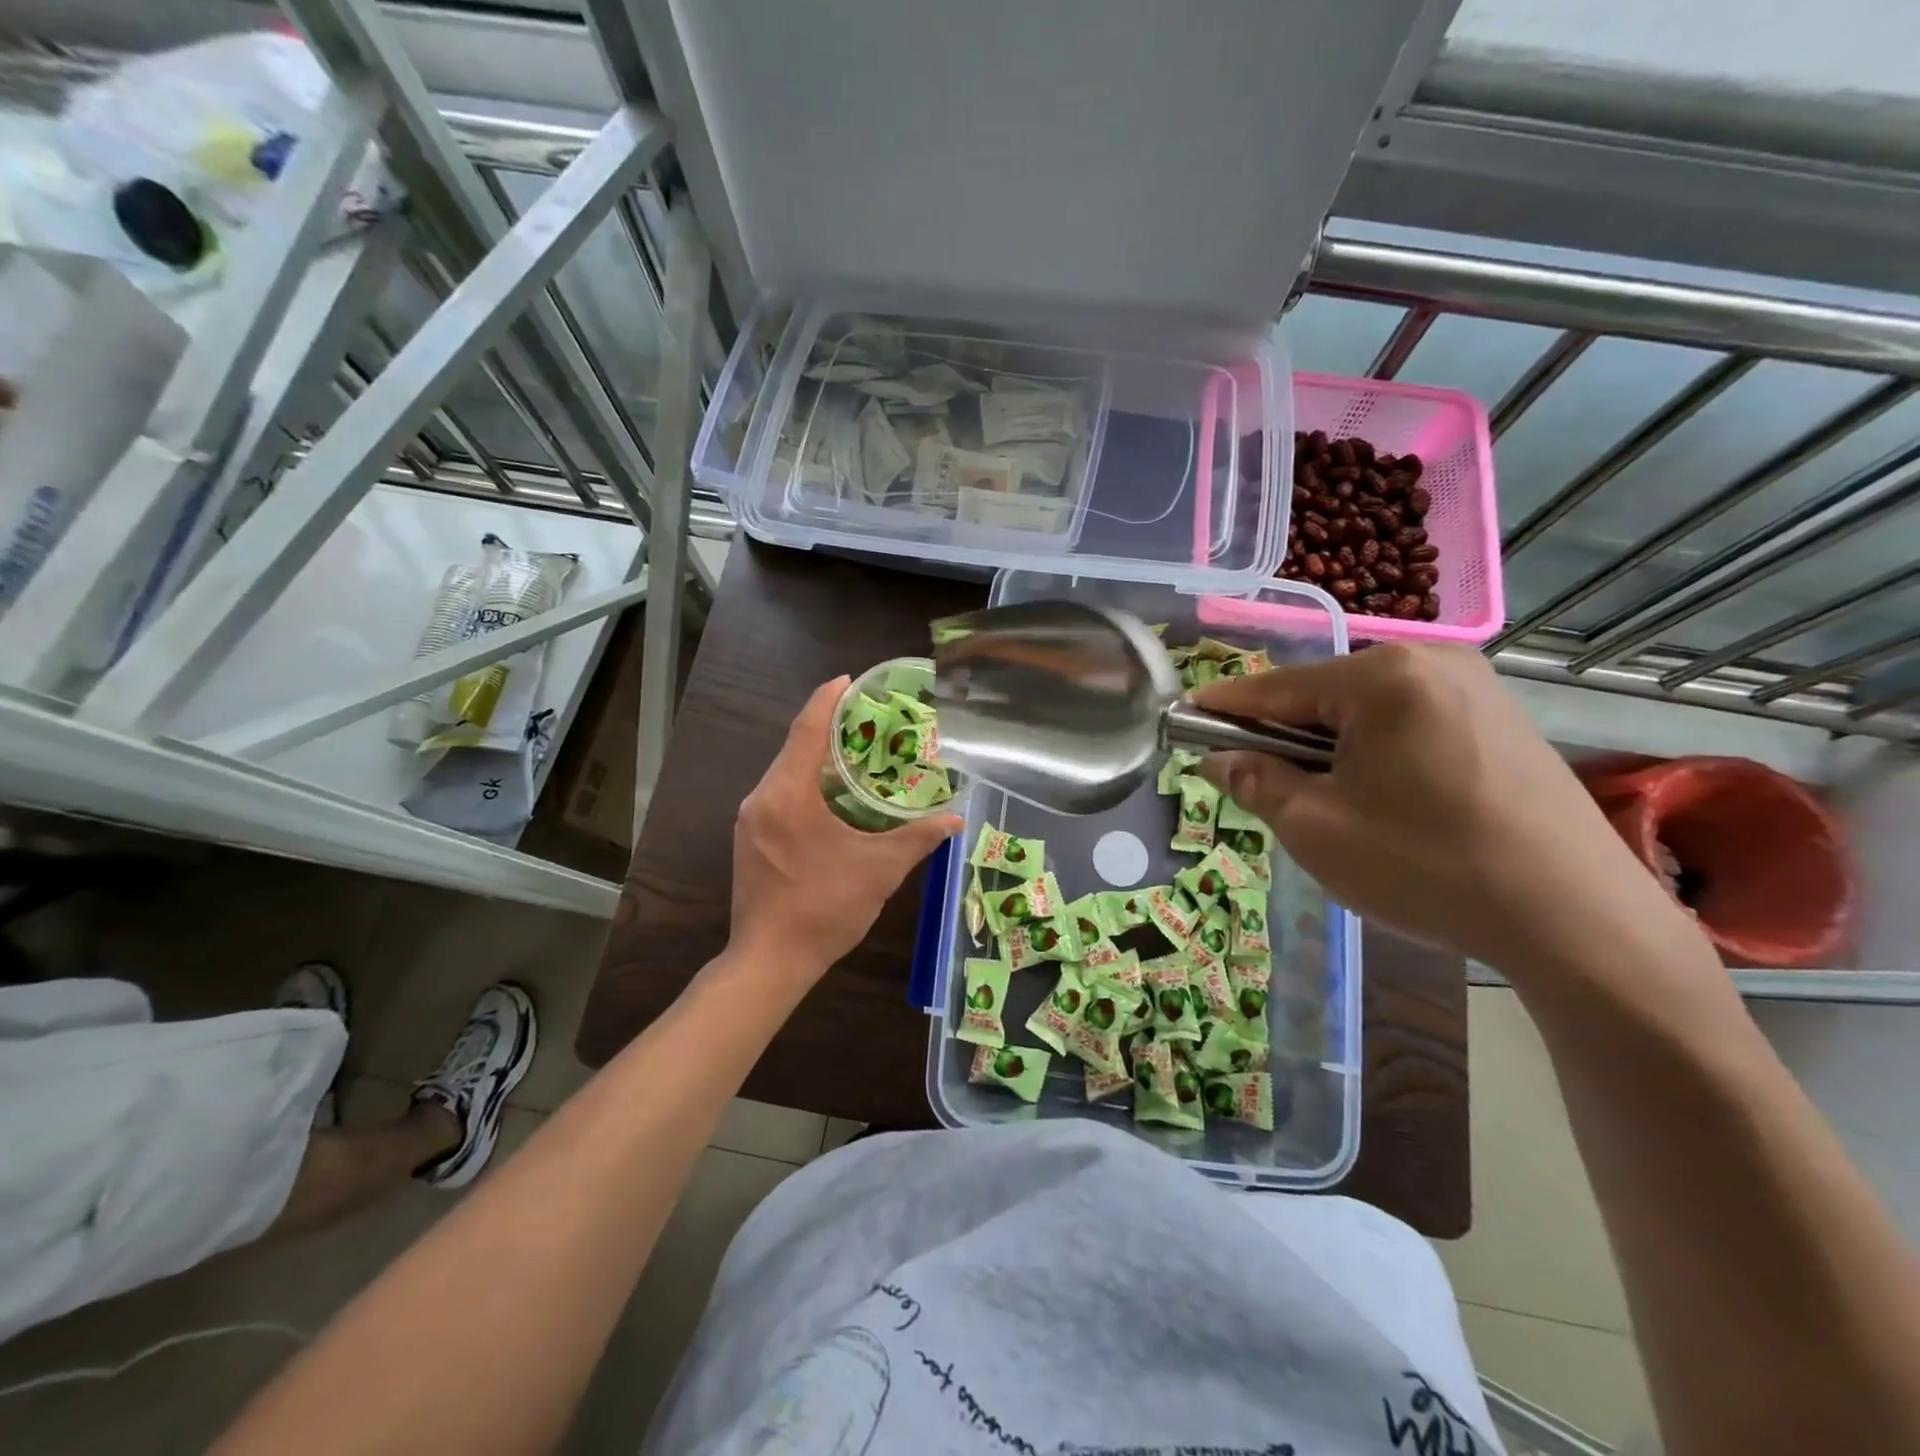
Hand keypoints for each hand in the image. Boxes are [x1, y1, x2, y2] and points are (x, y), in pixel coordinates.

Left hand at [731, 677, 961, 978]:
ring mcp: (750, 820)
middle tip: (867, 718)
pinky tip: (832, 793)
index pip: (807, 730)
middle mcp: (761, 798)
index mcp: (787, 795)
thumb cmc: (825, 909)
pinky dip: (805, 782)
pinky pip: (779, 794)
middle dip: (827, 727)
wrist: (770, 961)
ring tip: (855, 751)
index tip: (850, 680)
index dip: (828, 700)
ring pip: (785, 772)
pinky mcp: (749, 839)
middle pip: (794, 747)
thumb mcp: (879, 870)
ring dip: (816, 757)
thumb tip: (956, 819)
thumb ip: (918, 838)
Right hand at [1193, 644, 1687, 970]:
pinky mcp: (1502, 719)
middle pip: (1321, 696)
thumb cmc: (1426, 864)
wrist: (1576, 920)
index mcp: (1381, 676)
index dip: (1222, 709)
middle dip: (1284, 737)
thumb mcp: (1315, 827)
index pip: (1273, 689)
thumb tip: (1219, 758)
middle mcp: (1431, 661)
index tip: (1183, 722)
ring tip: (1329, 805)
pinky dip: (1376, 754)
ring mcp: (1475, 687)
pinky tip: (1386, 803)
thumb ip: (1255, 781)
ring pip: (1365, 712)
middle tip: (1264, 789)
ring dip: (1330, 749)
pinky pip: (1409, 723)